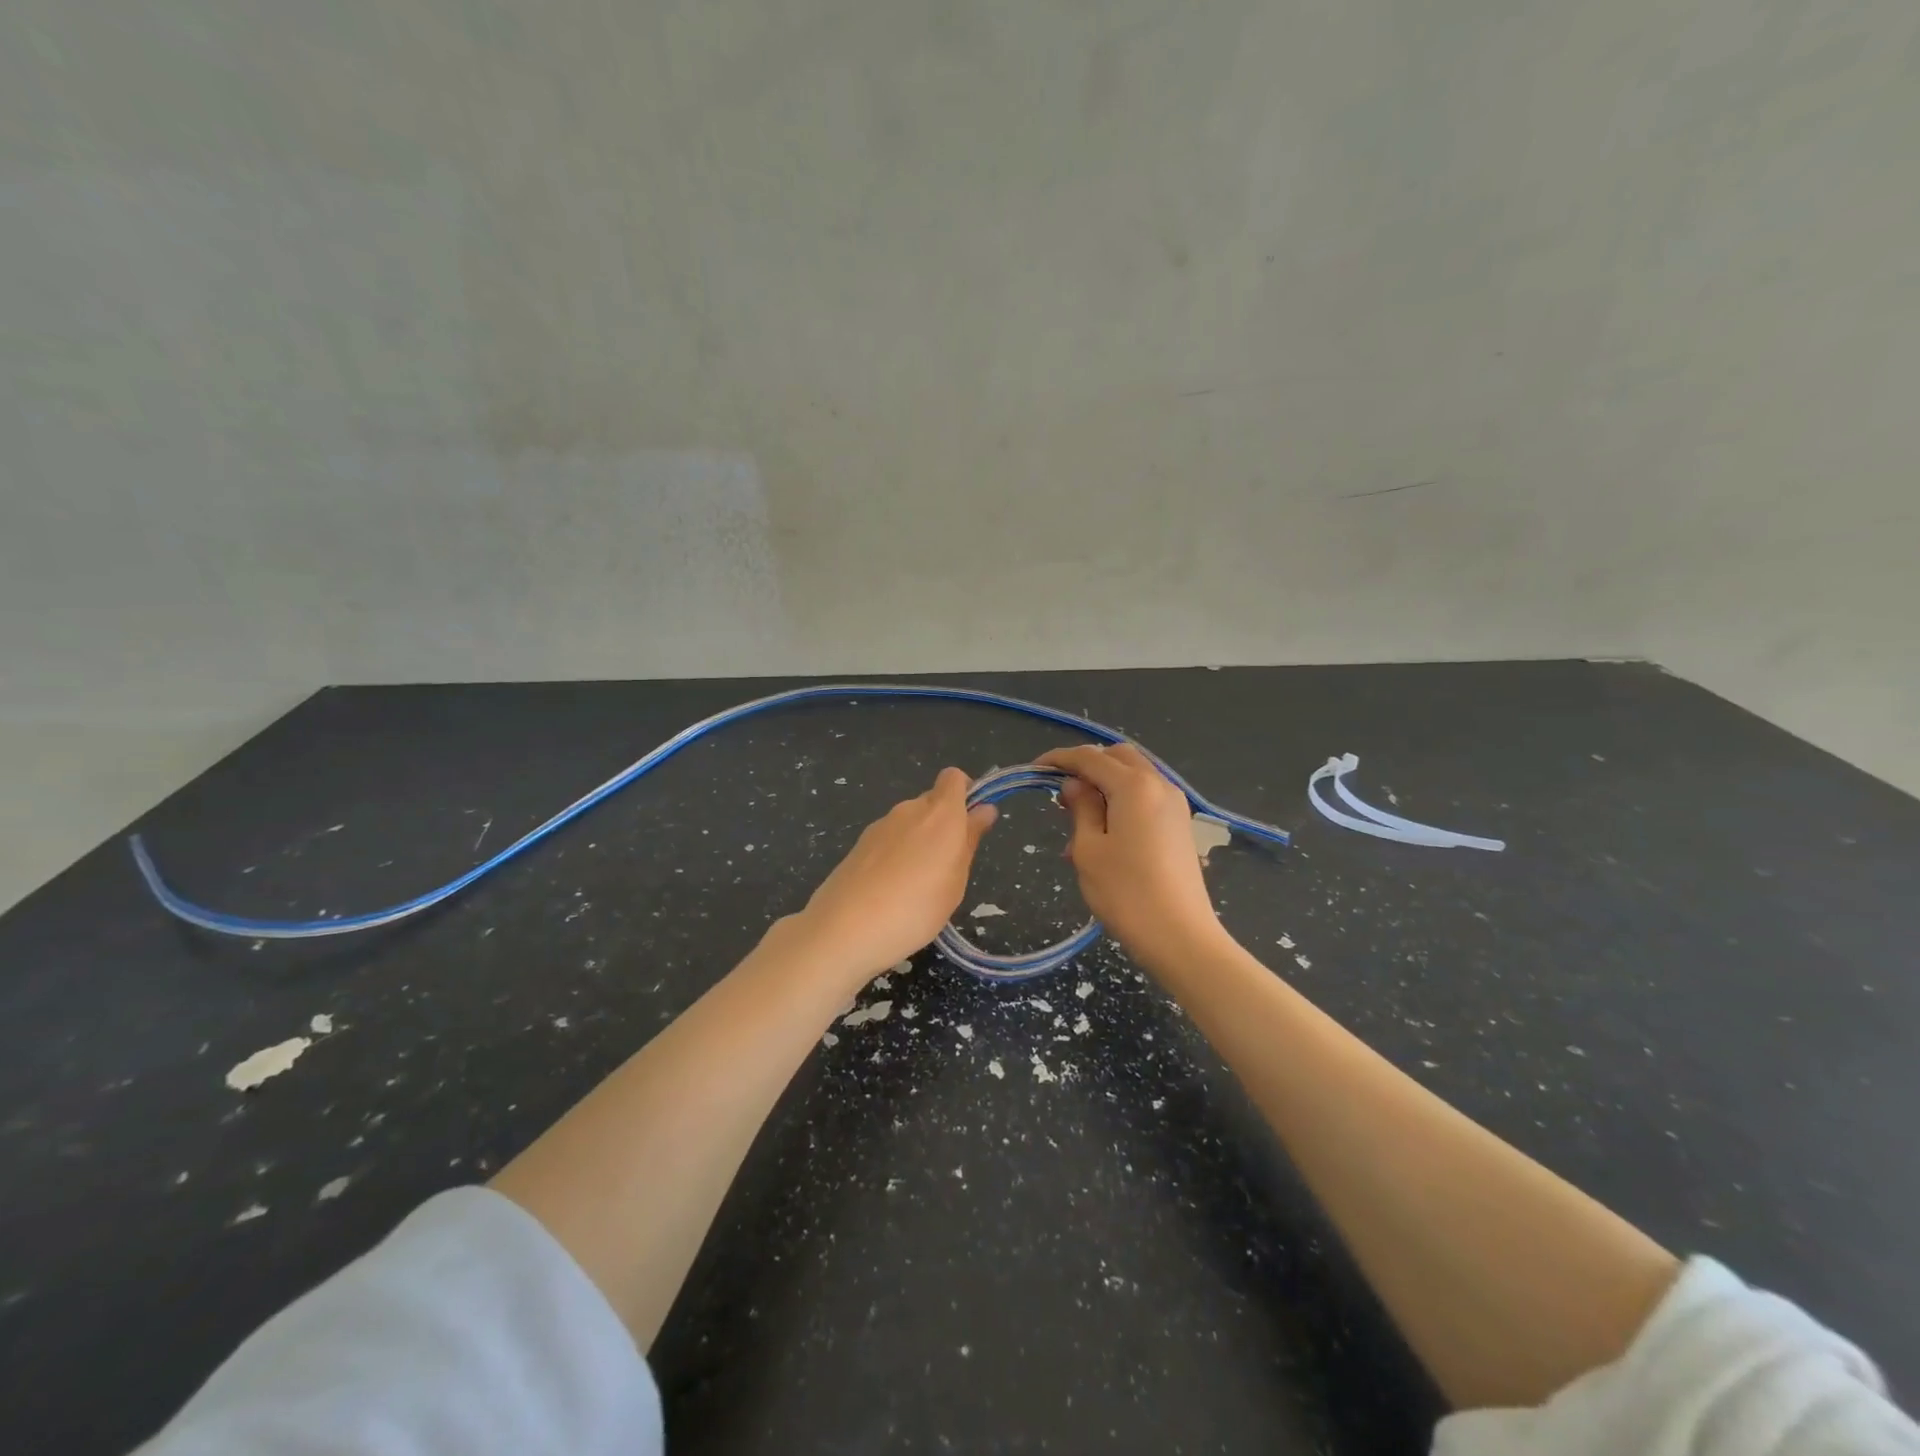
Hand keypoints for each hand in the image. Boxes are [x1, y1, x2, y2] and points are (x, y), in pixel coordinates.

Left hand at [791, 767, 996, 980]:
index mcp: (940, 813)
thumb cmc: (916, 908)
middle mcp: (909, 809)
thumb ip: (969, 839)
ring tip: (919, 886)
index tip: (972, 823)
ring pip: (909, 822)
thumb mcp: (956, 880)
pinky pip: (889, 839)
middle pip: (932, 801)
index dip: (966, 793)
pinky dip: (896, 854)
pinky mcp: (859, 844)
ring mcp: (880, 825)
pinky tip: (892, 890)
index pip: (954, 778)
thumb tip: (984, 808)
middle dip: (944, 824)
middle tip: (948, 866)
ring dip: (919, 841)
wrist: (845, 929)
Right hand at [1038, 743, 1226, 970]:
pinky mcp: (1180, 824)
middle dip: (1086, 766)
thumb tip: (1074, 784)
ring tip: (1078, 821)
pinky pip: (1146, 798)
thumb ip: (1080, 808)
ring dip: (1104, 785)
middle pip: (1118, 757)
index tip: (1034, 770)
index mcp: (1134, 785)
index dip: (1059, 758)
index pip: (1090, 757)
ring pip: (1134, 776)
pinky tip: (1103, 834)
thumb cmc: (1126, 893)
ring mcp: (1175, 804)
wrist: (1180, 936)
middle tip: (1060, 793)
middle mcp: (1159, 784)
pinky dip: (1122, 801)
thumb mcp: (1089, 848)